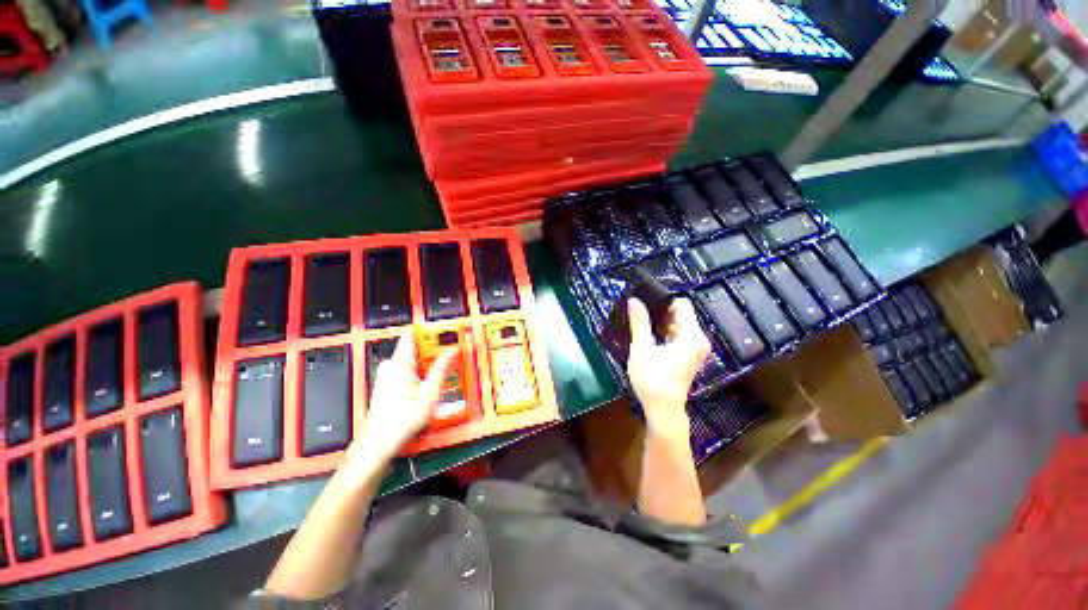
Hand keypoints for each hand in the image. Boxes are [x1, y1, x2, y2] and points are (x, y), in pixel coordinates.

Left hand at [348, 330, 456, 467]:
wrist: (379, 442)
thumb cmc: (402, 419)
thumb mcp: (430, 392)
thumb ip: (441, 368)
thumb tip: (452, 350)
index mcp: (400, 363)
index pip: (412, 335)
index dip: (430, 332)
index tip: (445, 335)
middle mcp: (390, 366)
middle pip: (414, 348)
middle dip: (432, 351)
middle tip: (449, 358)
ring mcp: (386, 375)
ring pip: (411, 360)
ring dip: (426, 363)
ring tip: (441, 373)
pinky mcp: (386, 384)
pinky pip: (405, 370)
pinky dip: (418, 373)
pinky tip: (426, 385)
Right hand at [627, 298, 710, 436]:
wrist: (663, 409)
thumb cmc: (652, 379)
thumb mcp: (642, 348)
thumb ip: (639, 322)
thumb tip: (634, 300)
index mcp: (691, 336)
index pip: (682, 304)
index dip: (664, 300)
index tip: (645, 300)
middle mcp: (698, 340)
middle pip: (681, 314)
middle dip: (660, 311)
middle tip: (639, 310)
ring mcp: (695, 349)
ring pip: (678, 325)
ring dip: (661, 322)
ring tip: (640, 320)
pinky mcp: (689, 356)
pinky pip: (678, 336)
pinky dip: (665, 332)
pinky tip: (648, 334)